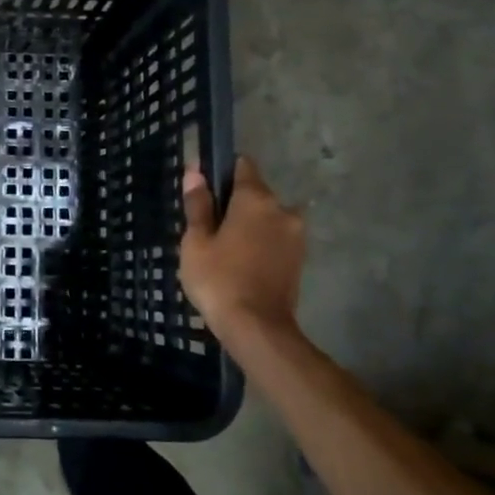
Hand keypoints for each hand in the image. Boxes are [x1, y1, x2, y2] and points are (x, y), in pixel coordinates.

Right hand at [180, 155, 305, 346]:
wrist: (257, 328)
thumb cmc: (219, 279)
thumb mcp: (197, 241)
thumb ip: (198, 205)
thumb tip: (195, 172)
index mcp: (256, 199)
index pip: (242, 166)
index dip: (221, 171)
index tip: (204, 188)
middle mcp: (283, 209)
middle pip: (255, 194)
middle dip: (234, 203)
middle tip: (208, 228)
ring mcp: (296, 236)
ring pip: (267, 218)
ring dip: (249, 225)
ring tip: (224, 249)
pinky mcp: (300, 259)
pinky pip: (275, 238)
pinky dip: (260, 243)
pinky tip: (241, 263)